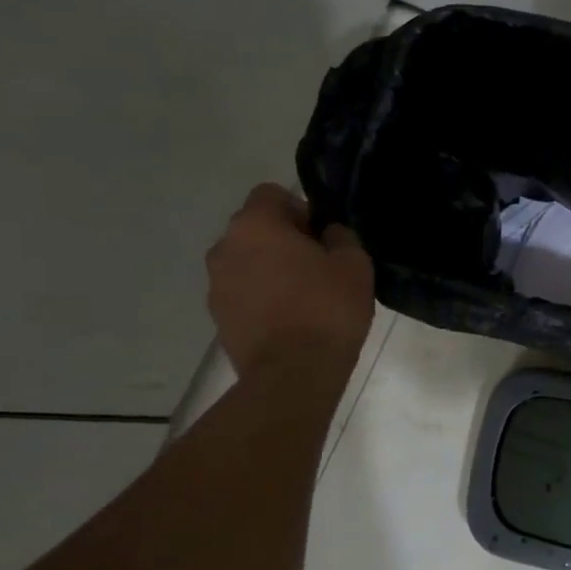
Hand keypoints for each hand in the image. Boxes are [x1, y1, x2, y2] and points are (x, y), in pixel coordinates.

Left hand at [206, 184, 373, 380]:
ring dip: (271, 271)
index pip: (272, 194)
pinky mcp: (218, 318)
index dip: (300, 210)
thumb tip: (328, 234)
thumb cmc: (327, 309)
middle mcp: (224, 248)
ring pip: (248, 263)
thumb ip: (340, 237)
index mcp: (255, 225)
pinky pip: (244, 294)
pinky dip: (263, 299)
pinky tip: (290, 321)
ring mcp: (216, 285)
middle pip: (256, 230)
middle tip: (318, 268)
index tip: (322, 238)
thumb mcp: (354, 264)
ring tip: (304, 299)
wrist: (293, 375)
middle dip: (284, 241)